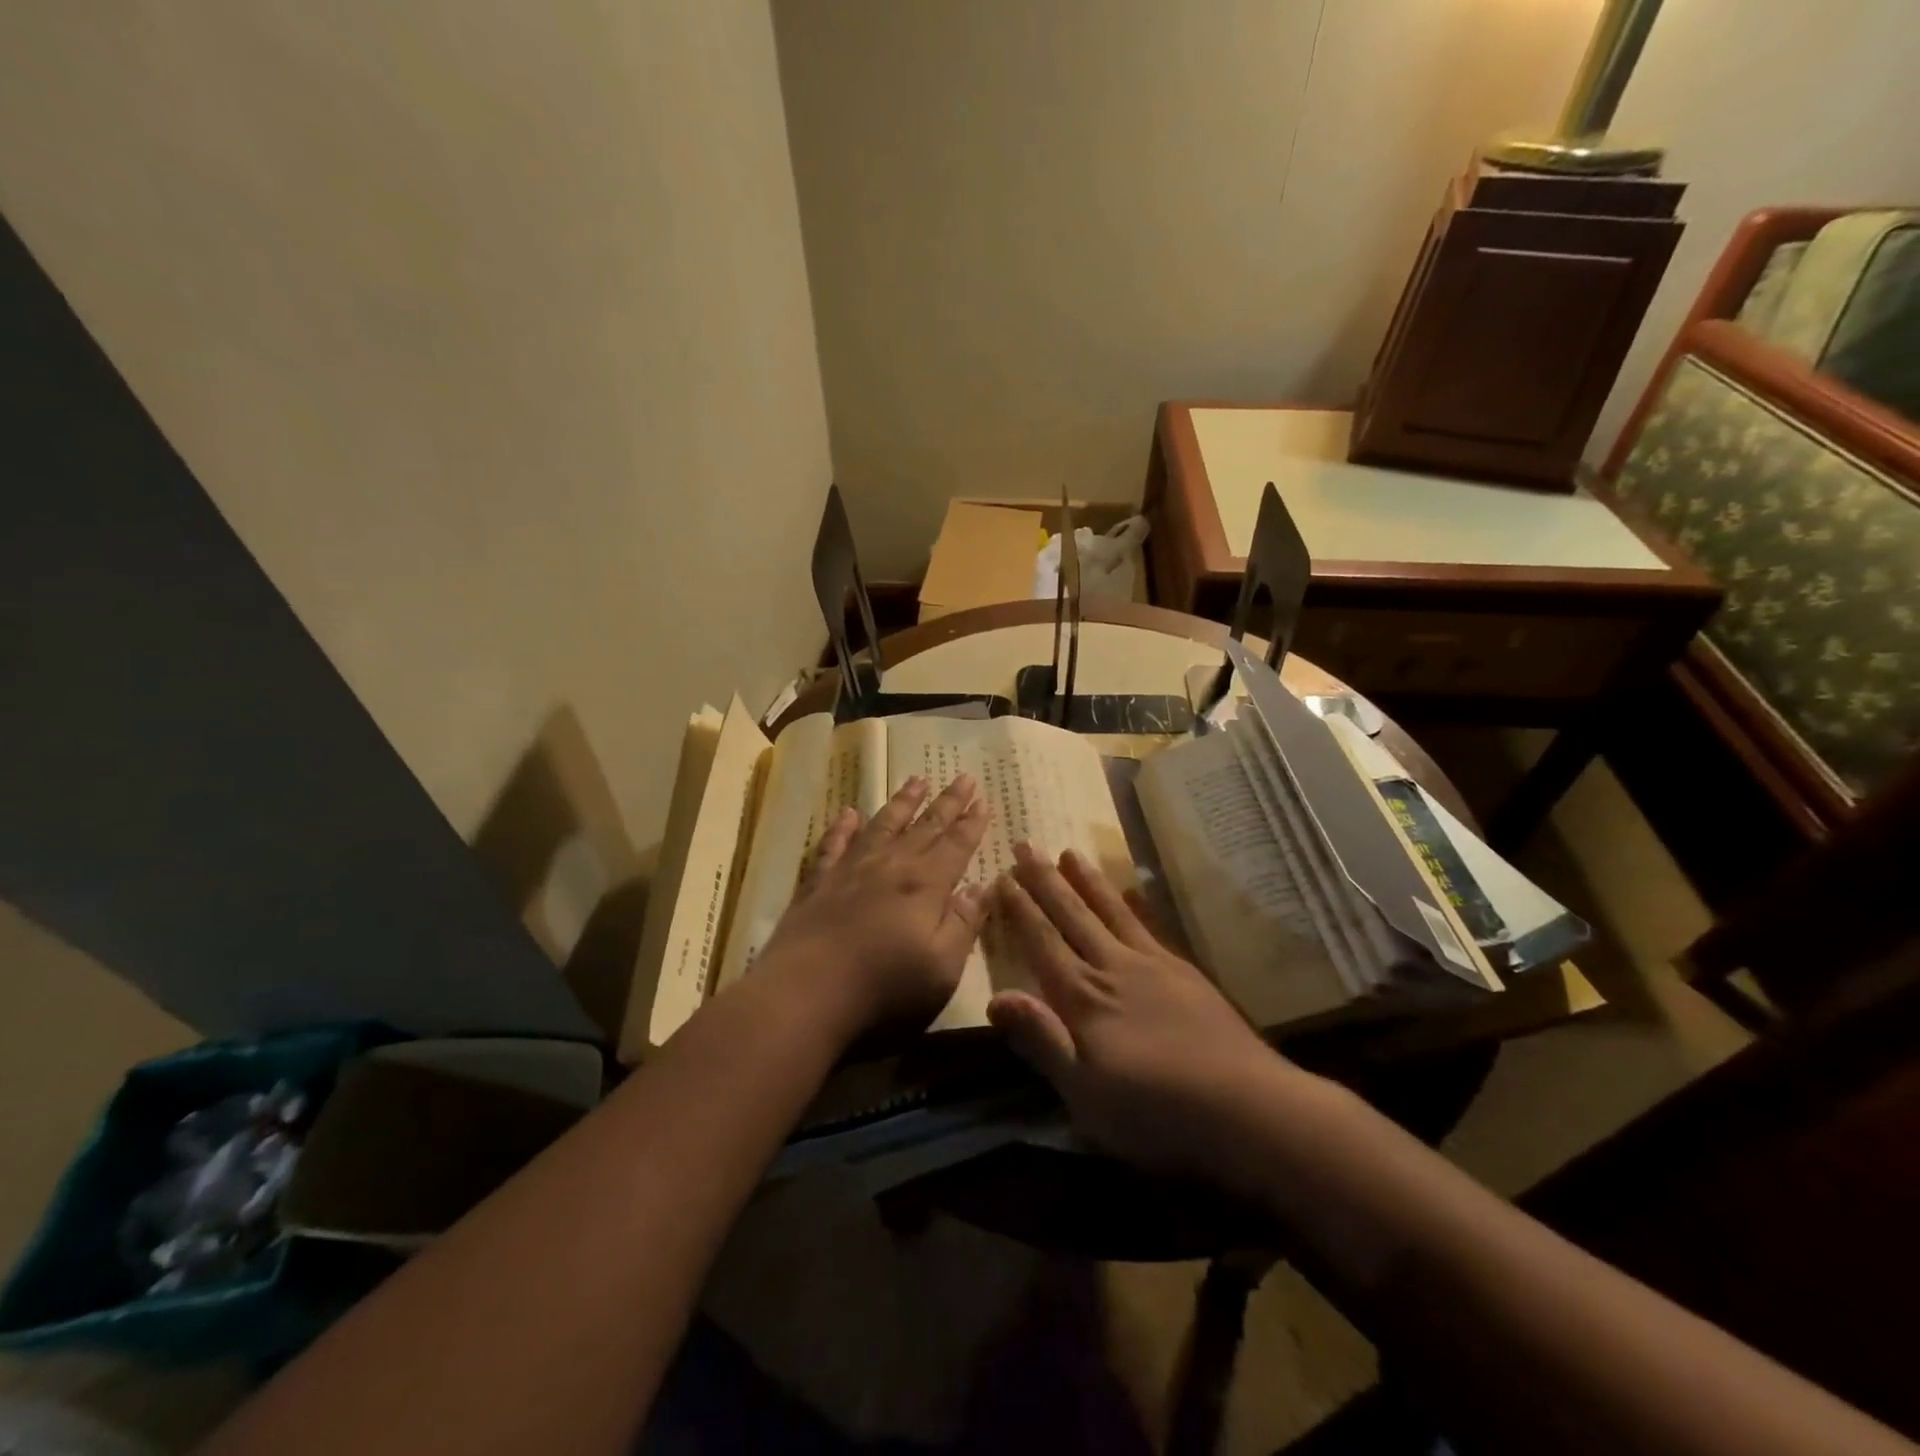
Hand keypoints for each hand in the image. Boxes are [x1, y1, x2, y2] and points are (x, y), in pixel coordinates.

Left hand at [756, 775, 990, 1036]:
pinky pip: (833, 844)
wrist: (806, 992)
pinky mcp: (818, 883)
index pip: (956, 845)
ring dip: (902, 803)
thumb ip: (964, 924)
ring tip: (916, 781)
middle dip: (947, 802)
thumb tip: (981, 888)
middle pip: (925, 827)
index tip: (983, 799)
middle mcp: (891, 866)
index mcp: (926, 884)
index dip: (972, 823)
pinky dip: (842, 827)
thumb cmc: (885, 986)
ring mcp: (851, 870)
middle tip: (963, 777)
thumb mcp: (943, 967)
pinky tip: (847, 813)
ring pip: (882, 825)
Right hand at [989, 844, 1284, 1178]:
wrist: (1246, 1107)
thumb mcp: (1084, 1093)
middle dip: (1044, 880)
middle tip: (1025, 844)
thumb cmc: (1155, 1112)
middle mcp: (1114, 967)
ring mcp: (1153, 965)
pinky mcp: (1185, 972)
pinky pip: (1151, 926)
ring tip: (1069, 852)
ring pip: (1111, 910)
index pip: (1042, 942)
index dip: (1020, 909)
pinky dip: (1136, 903)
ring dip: (1086, 880)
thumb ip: (1041, 1039)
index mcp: (1083, 997)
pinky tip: (1133, 889)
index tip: (1003, 875)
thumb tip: (995, 997)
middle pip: (1072, 915)